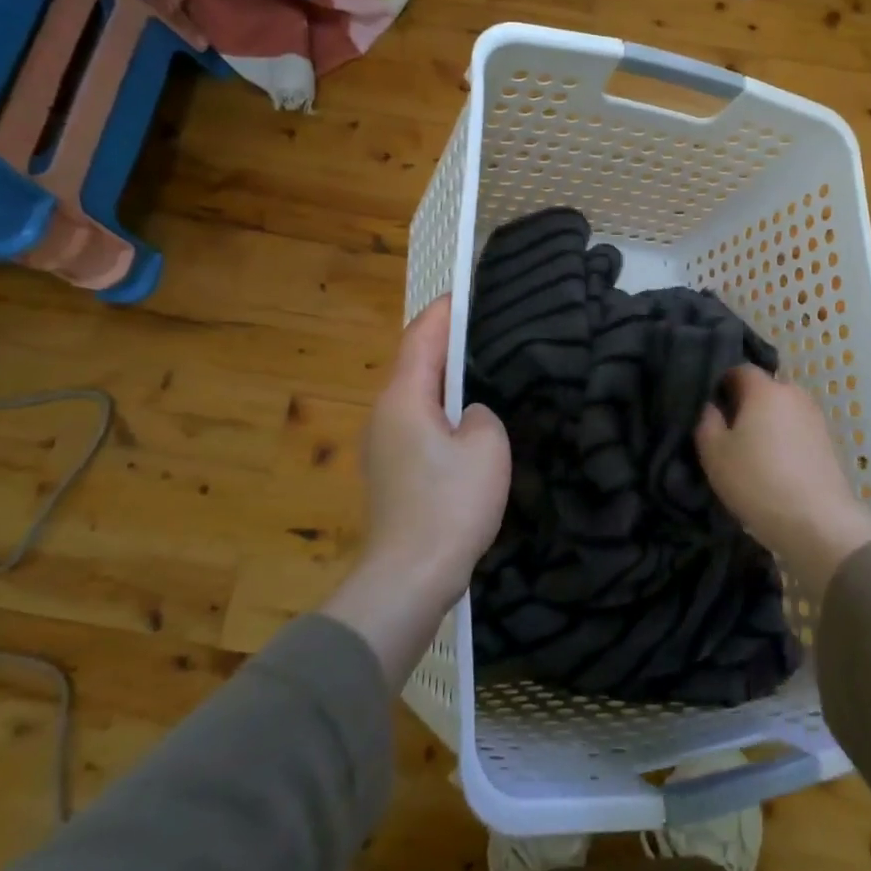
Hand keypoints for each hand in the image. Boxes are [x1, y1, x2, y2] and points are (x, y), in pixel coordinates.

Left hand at [323, 296, 510, 684]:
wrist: (409, 578)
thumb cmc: (450, 504)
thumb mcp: (487, 445)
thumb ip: (482, 414)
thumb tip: (468, 417)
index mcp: (403, 398)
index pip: (422, 337)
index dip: (445, 311)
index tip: (467, 292)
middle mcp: (384, 414)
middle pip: (416, 364)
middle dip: (448, 343)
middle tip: (487, 330)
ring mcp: (383, 446)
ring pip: (418, 398)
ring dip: (447, 381)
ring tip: (485, 371)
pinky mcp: (393, 474)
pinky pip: (420, 426)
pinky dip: (443, 413)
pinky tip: (470, 423)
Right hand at [696, 366, 870, 601]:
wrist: (817, 521)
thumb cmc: (757, 480)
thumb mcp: (715, 453)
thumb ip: (707, 421)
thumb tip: (712, 406)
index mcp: (765, 389)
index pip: (740, 369)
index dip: (721, 383)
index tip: (710, 407)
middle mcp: (794, 394)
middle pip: (764, 390)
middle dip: (745, 404)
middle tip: (728, 433)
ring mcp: (815, 418)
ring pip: (782, 411)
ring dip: (767, 424)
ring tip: (752, 453)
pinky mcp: (828, 442)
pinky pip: (797, 431)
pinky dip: (784, 441)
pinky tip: (775, 466)